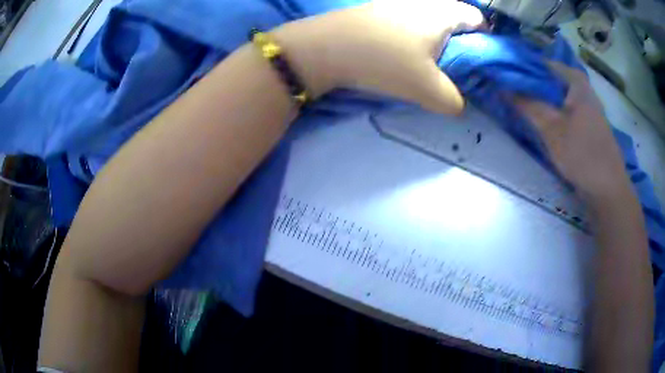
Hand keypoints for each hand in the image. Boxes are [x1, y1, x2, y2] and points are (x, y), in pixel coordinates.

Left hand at [273, 0, 485, 114]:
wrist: (326, 47)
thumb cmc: (385, 61)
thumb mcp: (428, 90)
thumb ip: (453, 101)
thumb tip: (458, 104)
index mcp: (443, 13)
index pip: (477, 18)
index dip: (484, 39)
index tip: (476, 60)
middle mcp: (423, 1)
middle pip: (454, 17)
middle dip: (458, 41)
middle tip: (450, 64)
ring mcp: (398, 2)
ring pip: (429, 18)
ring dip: (433, 38)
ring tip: (424, 60)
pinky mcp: (378, 8)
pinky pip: (407, 19)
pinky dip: (412, 34)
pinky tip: (400, 50)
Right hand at [514, 62, 632, 203]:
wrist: (608, 189)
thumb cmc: (583, 155)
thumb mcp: (551, 129)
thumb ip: (527, 105)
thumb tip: (503, 87)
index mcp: (575, 79)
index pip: (540, 63)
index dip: (520, 69)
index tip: (502, 78)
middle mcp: (581, 87)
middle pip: (548, 79)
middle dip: (528, 86)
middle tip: (507, 93)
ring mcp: (586, 105)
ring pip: (556, 96)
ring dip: (539, 100)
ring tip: (519, 106)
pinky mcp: (587, 122)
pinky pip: (563, 109)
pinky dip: (551, 112)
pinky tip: (540, 121)